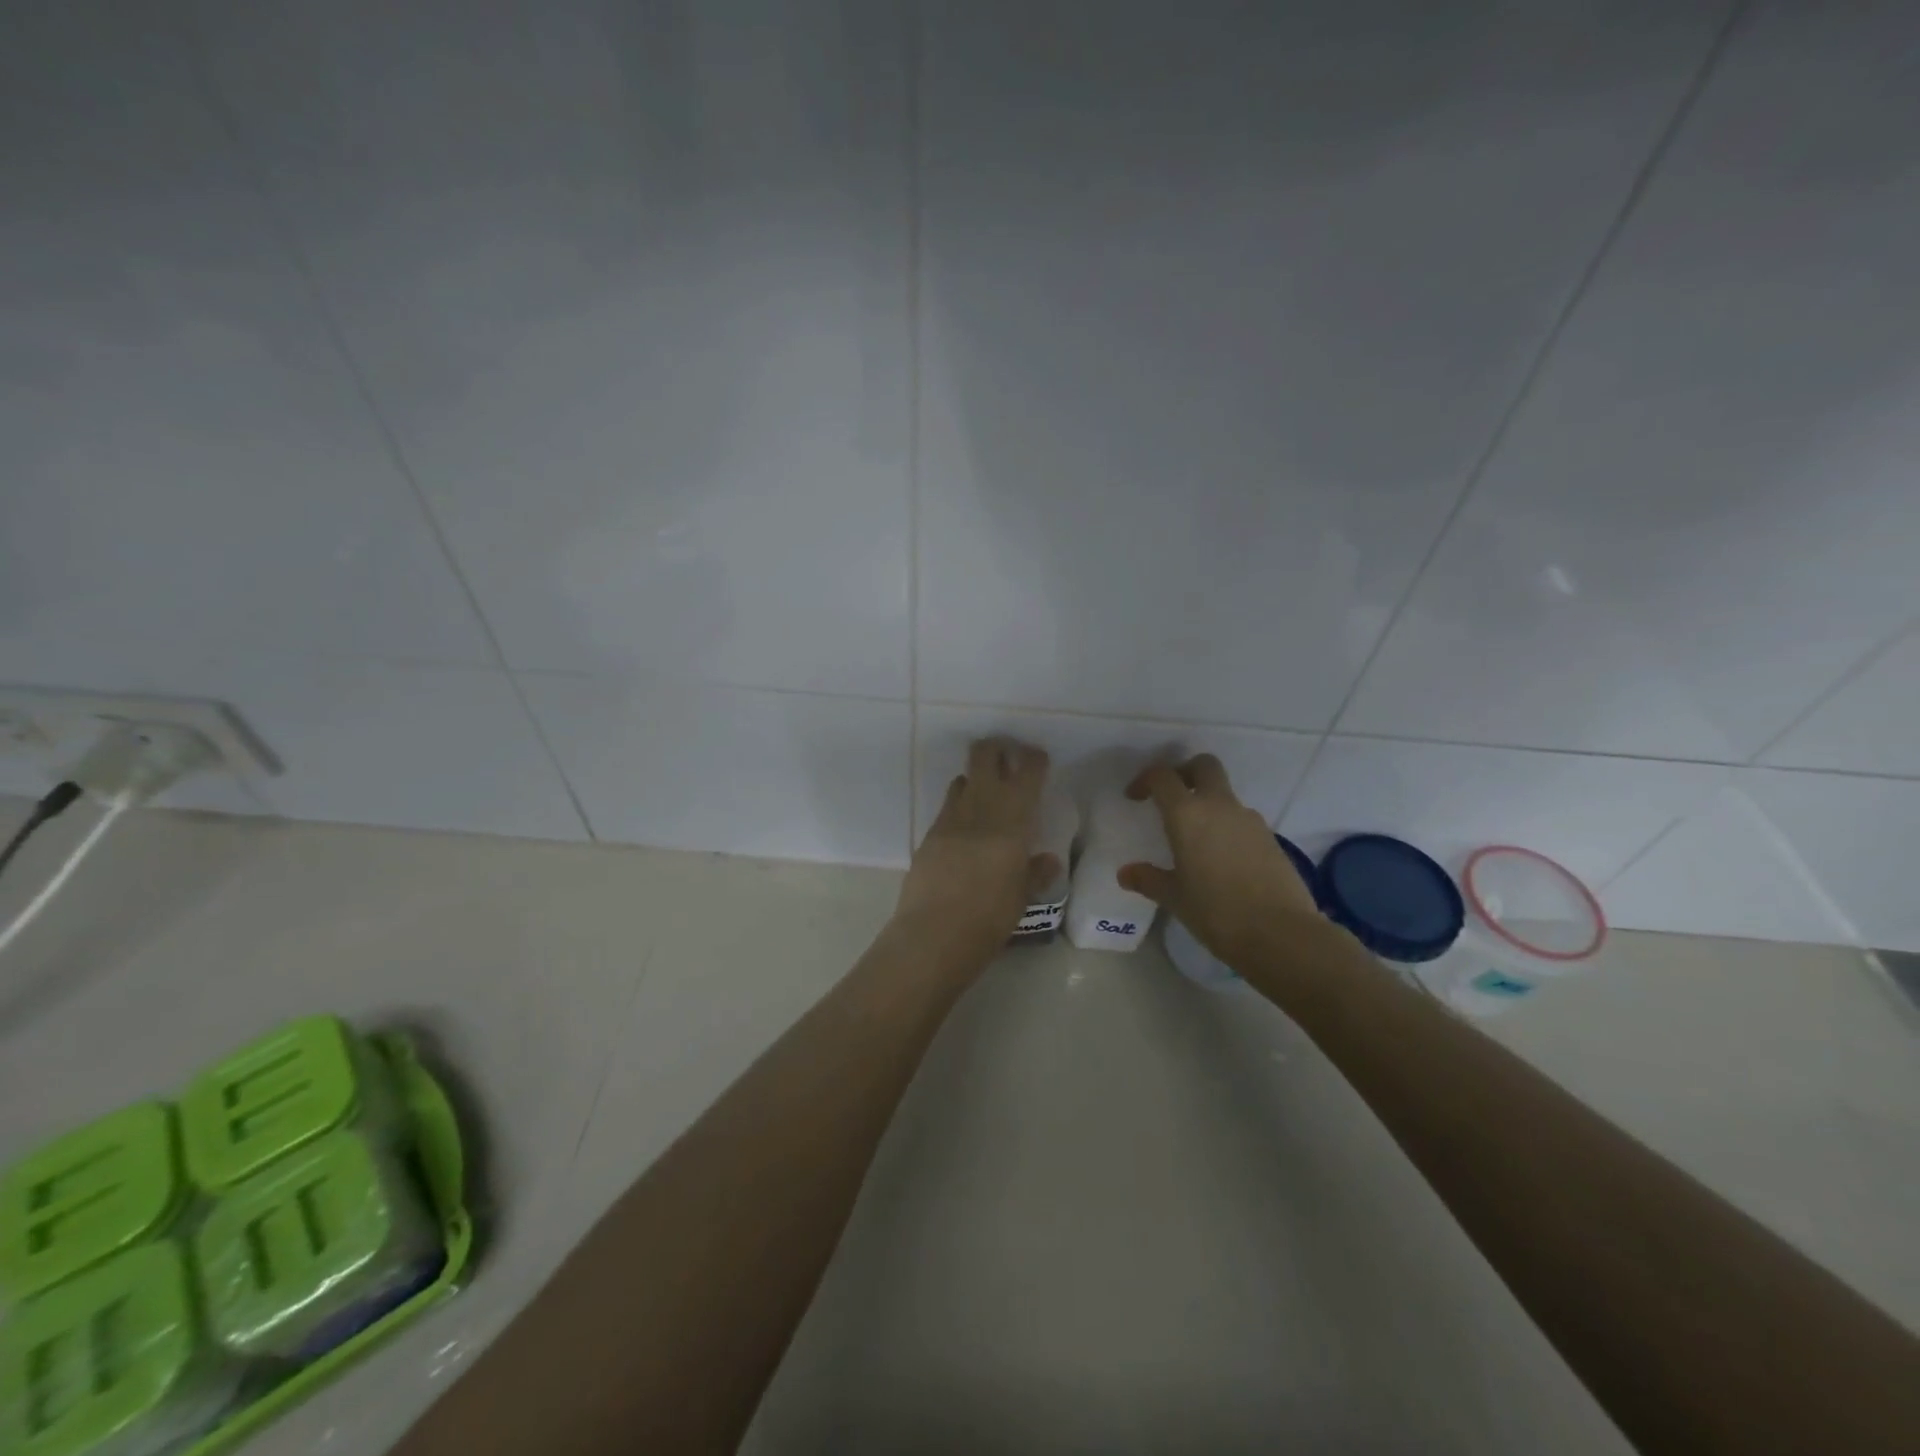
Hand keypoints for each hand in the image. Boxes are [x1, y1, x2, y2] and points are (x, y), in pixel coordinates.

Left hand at [894, 738, 1058, 970]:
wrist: (932, 935)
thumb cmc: (988, 919)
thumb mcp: (1021, 899)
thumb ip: (1035, 874)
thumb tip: (1048, 860)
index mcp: (1011, 821)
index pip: (1026, 772)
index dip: (1034, 759)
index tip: (1039, 759)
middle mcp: (979, 809)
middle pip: (984, 756)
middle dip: (998, 749)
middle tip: (1010, 760)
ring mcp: (949, 819)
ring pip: (962, 779)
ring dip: (976, 779)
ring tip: (989, 798)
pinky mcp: (928, 835)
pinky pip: (948, 808)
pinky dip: (960, 807)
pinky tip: (967, 830)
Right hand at [1117, 754, 1318, 969]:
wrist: (1281, 934)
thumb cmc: (1216, 912)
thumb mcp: (1174, 898)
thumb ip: (1148, 880)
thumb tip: (1126, 873)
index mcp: (1188, 814)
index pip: (1163, 777)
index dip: (1145, 780)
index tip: (1135, 797)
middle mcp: (1220, 806)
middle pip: (1204, 766)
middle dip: (1184, 772)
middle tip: (1171, 797)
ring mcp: (1250, 820)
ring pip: (1225, 795)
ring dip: (1208, 804)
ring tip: (1195, 839)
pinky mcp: (1271, 839)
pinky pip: (1242, 821)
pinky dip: (1227, 828)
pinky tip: (1221, 861)